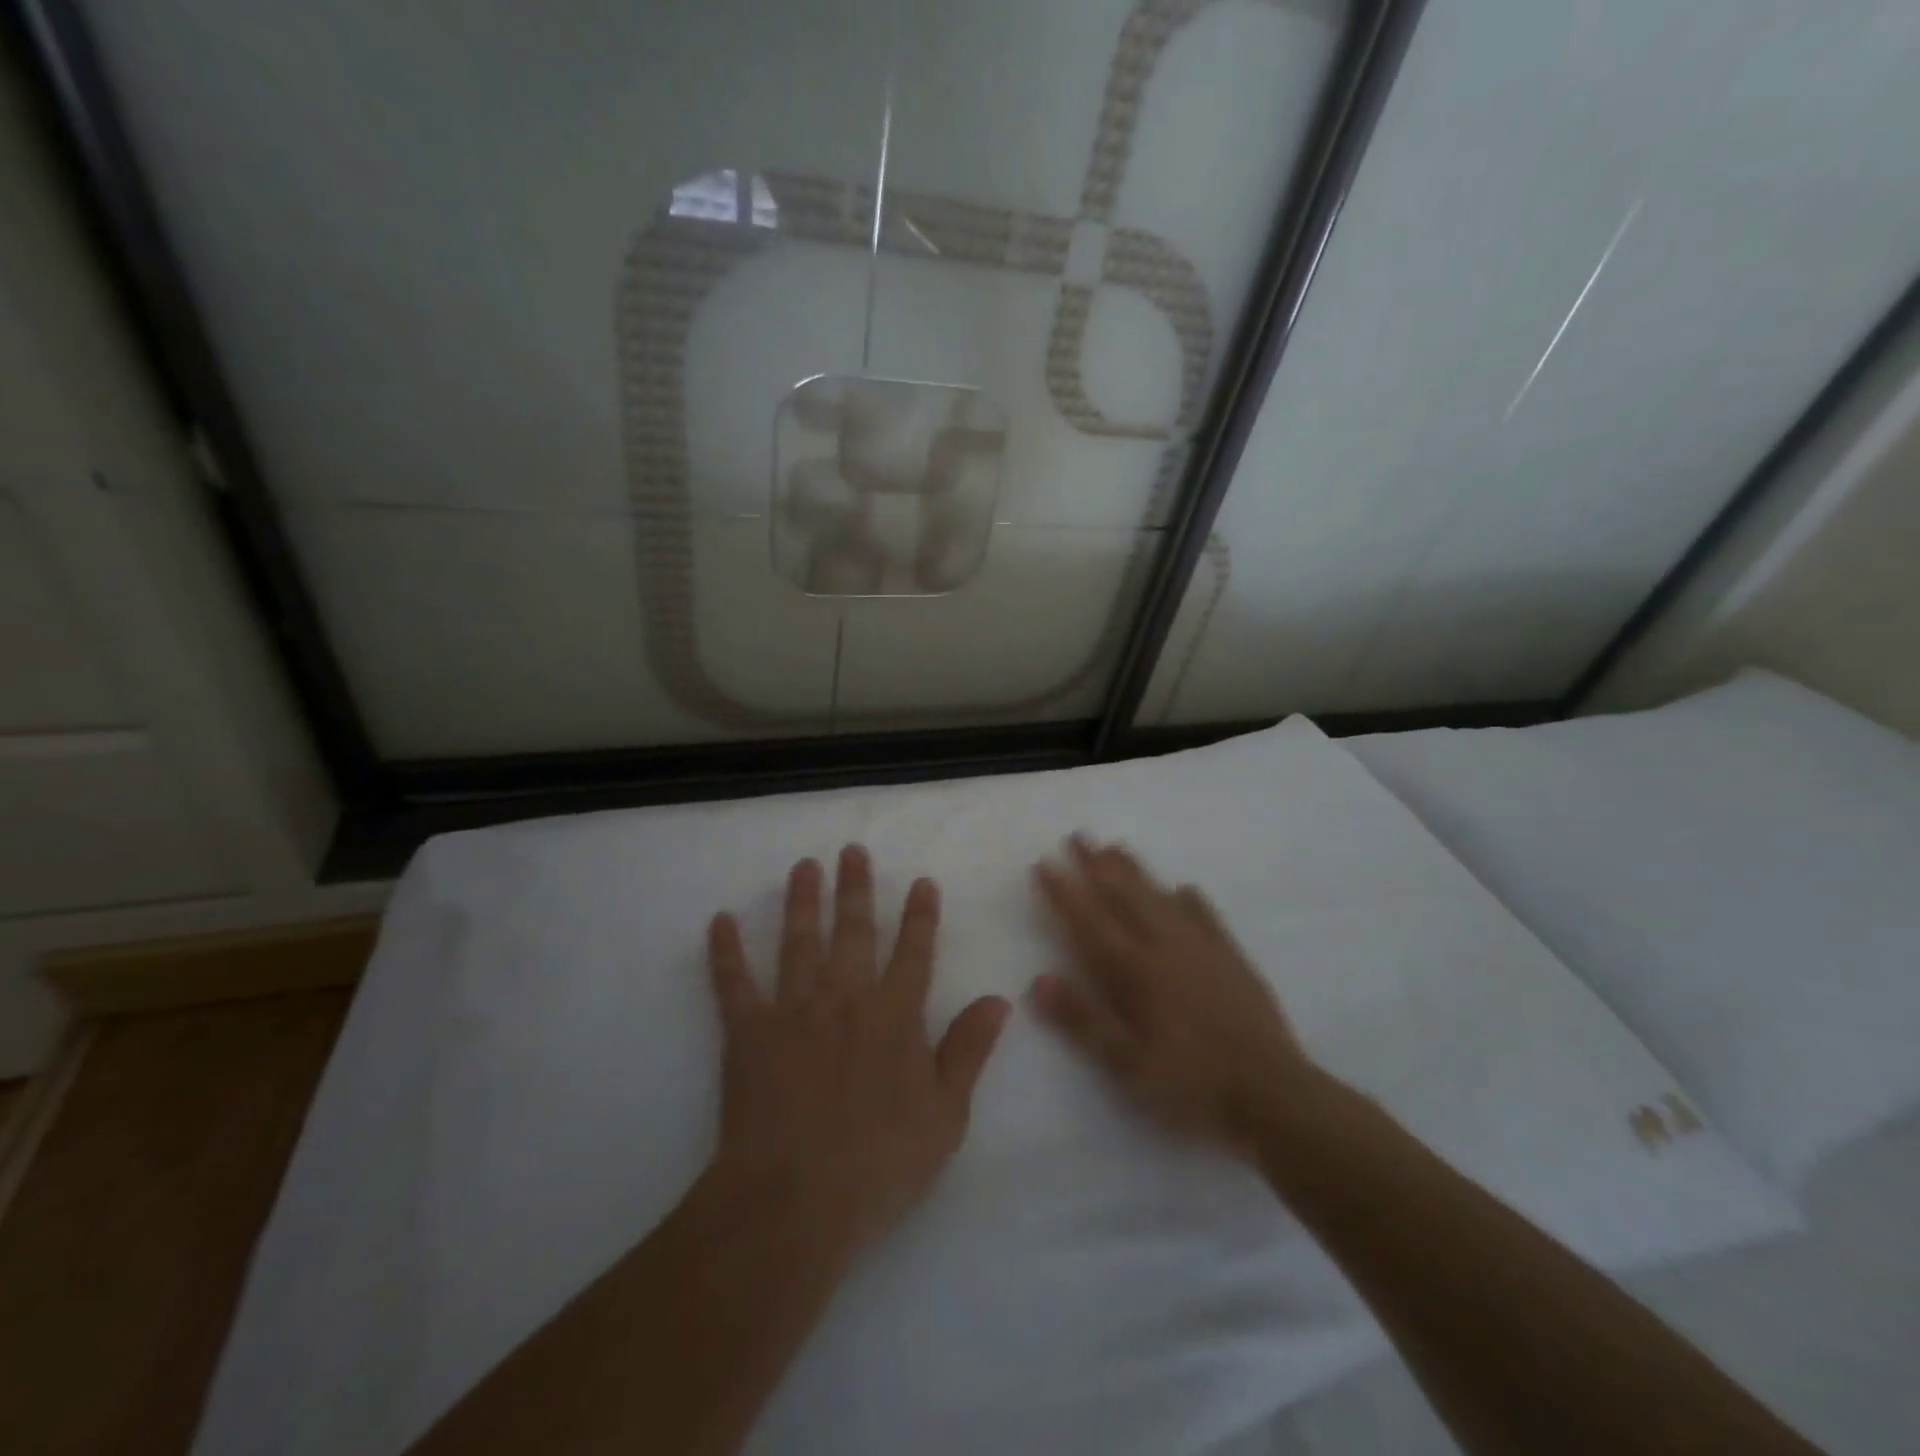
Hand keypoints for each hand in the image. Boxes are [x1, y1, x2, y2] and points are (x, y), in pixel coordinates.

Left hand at [706, 845, 1010, 1258]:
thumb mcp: (945, 1115)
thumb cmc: (880, 1163)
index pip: (914, 952)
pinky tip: (719, 921)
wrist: (796, 1200)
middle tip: (851, 850)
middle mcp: (846, 998)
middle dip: (855, 888)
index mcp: (895, 1016)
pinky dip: (725, 951)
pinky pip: (733, 983)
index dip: (920, 915)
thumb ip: (968, 1050)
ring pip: (798, 941)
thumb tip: (999, 999)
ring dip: (801, 901)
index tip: (921, 881)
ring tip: (803, 867)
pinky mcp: (748, 1032)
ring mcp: (794, 1010)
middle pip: (853, 931)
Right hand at [1031, 835, 1319, 1156]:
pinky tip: (1184, 888)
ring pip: (1161, 898)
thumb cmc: (1191, 1086)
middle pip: (1124, 896)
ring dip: (1136, 871)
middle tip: (1078, 835)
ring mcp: (1202, 949)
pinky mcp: (1232, 959)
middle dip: (1097, 865)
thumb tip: (1037, 980)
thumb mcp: (1126, 1066)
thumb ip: (1082, 1020)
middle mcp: (1164, 947)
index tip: (1044, 862)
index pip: (1088, 921)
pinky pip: (1206, 917)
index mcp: (1134, 971)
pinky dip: (1190, 900)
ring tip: (1116, 847)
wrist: (1273, 1095)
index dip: (1064, 892)